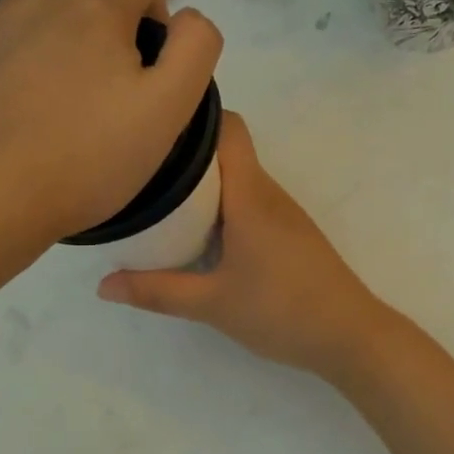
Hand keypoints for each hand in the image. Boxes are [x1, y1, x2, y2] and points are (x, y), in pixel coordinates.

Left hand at [0, 0, 221, 246]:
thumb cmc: (89, 158)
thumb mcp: (169, 110)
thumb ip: (195, 50)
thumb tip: (188, 19)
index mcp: (97, 10)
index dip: (156, 10)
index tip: (151, 60)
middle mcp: (41, 0)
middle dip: (109, 1)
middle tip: (113, 64)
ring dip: (61, 18)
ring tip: (65, 78)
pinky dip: (17, 48)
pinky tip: (19, 98)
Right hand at [96, 112, 393, 378]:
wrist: (350, 336)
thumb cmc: (281, 310)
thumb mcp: (212, 304)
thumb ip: (157, 291)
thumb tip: (103, 285)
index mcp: (250, 195)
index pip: (229, 128)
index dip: (196, 118)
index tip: (156, 128)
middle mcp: (268, 194)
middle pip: (227, 153)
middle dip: (187, 157)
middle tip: (143, 172)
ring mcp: (284, 214)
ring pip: (239, 180)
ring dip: (205, 186)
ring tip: (163, 202)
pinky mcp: (291, 234)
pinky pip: (250, 203)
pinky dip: (223, 208)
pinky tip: (201, 236)